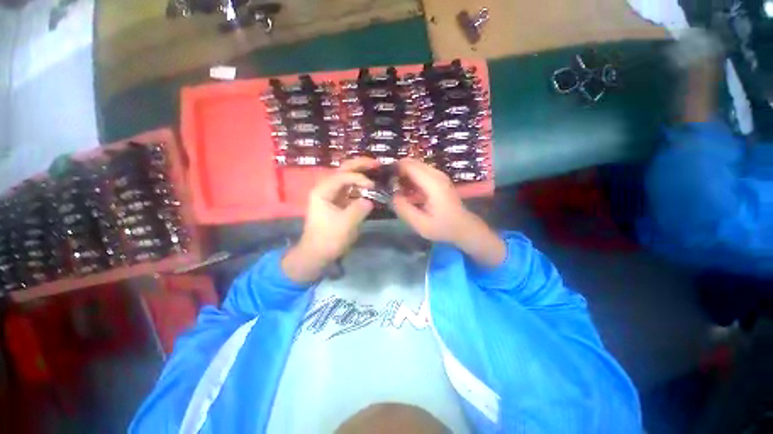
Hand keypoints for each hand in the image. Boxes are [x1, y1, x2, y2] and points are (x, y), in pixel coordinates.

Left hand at [282, 158, 377, 282]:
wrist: (317, 253)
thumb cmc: (328, 238)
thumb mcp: (345, 223)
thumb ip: (359, 208)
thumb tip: (370, 200)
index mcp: (323, 190)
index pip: (343, 176)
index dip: (359, 177)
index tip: (373, 185)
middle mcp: (326, 188)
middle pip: (344, 170)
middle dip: (360, 165)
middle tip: (377, 163)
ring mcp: (332, 195)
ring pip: (348, 178)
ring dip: (361, 174)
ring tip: (376, 171)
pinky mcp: (339, 202)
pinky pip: (351, 189)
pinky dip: (361, 186)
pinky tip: (371, 186)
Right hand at [392, 158, 505, 266]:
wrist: (464, 227)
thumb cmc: (443, 227)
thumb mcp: (420, 224)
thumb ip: (403, 208)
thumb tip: (391, 194)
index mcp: (432, 183)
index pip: (408, 165)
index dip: (393, 169)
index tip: (382, 180)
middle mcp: (436, 174)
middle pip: (411, 162)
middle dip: (397, 171)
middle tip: (388, 186)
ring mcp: (439, 175)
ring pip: (415, 166)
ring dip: (403, 175)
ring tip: (396, 190)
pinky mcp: (439, 179)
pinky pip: (420, 172)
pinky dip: (410, 178)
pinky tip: (407, 192)